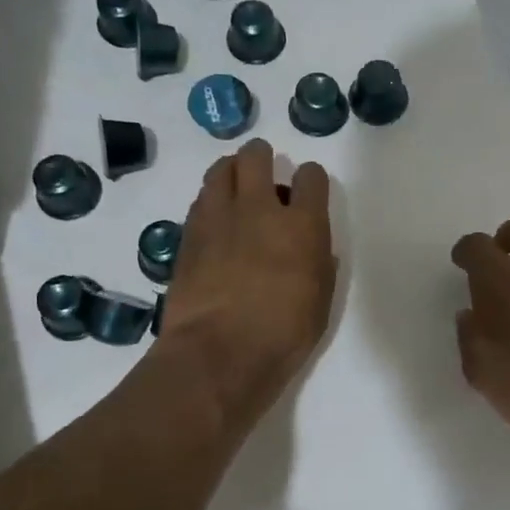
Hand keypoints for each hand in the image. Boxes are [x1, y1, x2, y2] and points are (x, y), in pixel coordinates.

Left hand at [161, 140, 335, 429]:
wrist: (220, 352)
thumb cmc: (283, 335)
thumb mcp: (320, 302)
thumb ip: (319, 265)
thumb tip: (313, 249)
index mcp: (302, 225)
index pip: (310, 177)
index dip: (310, 180)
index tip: (306, 192)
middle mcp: (259, 209)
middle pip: (257, 157)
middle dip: (262, 159)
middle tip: (265, 176)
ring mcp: (218, 217)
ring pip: (221, 169)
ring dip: (232, 172)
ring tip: (236, 190)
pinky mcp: (188, 234)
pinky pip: (201, 200)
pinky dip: (210, 201)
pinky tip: (215, 221)